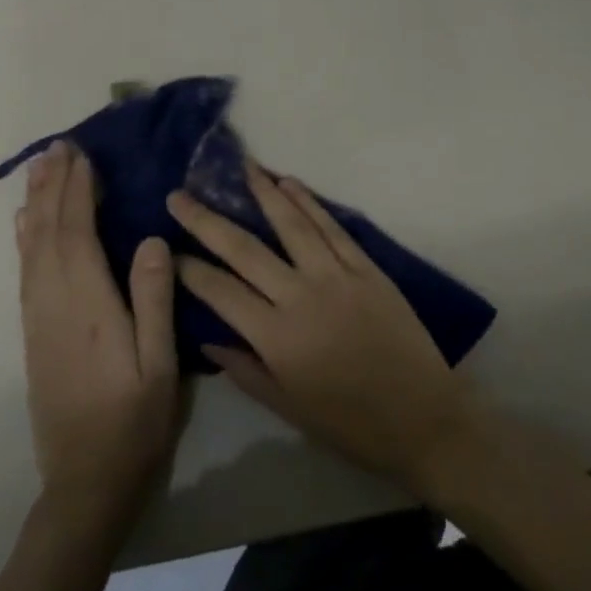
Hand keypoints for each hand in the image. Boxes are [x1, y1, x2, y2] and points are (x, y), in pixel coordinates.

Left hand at [17, 140, 183, 516]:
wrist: (84, 483)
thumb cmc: (134, 422)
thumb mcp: (159, 364)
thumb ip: (154, 300)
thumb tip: (151, 239)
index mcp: (89, 307)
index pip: (78, 235)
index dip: (78, 192)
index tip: (82, 155)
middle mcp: (55, 305)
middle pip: (47, 234)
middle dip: (52, 187)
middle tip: (57, 147)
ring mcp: (39, 320)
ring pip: (31, 250)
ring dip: (36, 205)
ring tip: (40, 170)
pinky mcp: (34, 335)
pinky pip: (26, 273)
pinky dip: (26, 239)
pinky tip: (26, 225)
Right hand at [168, 163, 480, 492]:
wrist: (421, 416)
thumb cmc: (350, 423)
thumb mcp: (288, 408)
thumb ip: (245, 370)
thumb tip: (208, 338)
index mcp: (276, 337)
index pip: (221, 291)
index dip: (191, 269)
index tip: (168, 249)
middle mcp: (300, 296)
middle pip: (246, 249)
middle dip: (208, 220)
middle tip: (180, 195)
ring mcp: (336, 276)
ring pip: (291, 225)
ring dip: (264, 193)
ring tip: (241, 168)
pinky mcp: (366, 267)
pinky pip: (332, 228)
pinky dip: (309, 203)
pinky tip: (289, 184)